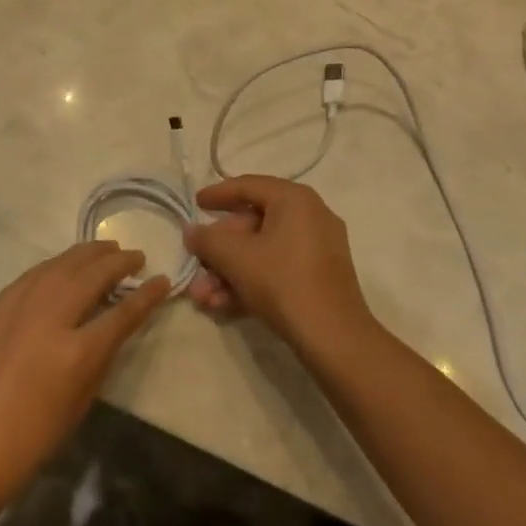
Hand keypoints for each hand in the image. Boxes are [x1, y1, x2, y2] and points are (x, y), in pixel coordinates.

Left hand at [0, 243, 168, 517]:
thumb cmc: (30, 440)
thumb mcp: (79, 402)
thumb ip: (100, 357)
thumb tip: (113, 325)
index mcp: (77, 351)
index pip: (123, 312)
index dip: (147, 295)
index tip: (163, 280)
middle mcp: (50, 316)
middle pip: (92, 275)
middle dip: (118, 262)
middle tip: (136, 256)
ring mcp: (20, 306)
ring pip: (61, 264)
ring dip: (88, 253)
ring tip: (107, 249)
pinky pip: (35, 273)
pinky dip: (57, 264)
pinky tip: (65, 264)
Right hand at [185, 176, 374, 352]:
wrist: (334, 339)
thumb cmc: (282, 282)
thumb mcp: (235, 258)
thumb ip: (207, 240)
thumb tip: (191, 231)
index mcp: (294, 199)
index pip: (248, 186)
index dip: (218, 194)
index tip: (195, 204)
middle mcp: (310, 216)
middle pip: (253, 224)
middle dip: (219, 250)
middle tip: (196, 264)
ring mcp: (318, 248)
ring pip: (263, 252)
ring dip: (229, 272)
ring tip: (203, 298)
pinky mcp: (320, 278)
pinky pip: (278, 269)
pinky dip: (251, 282)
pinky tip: (223, 306)